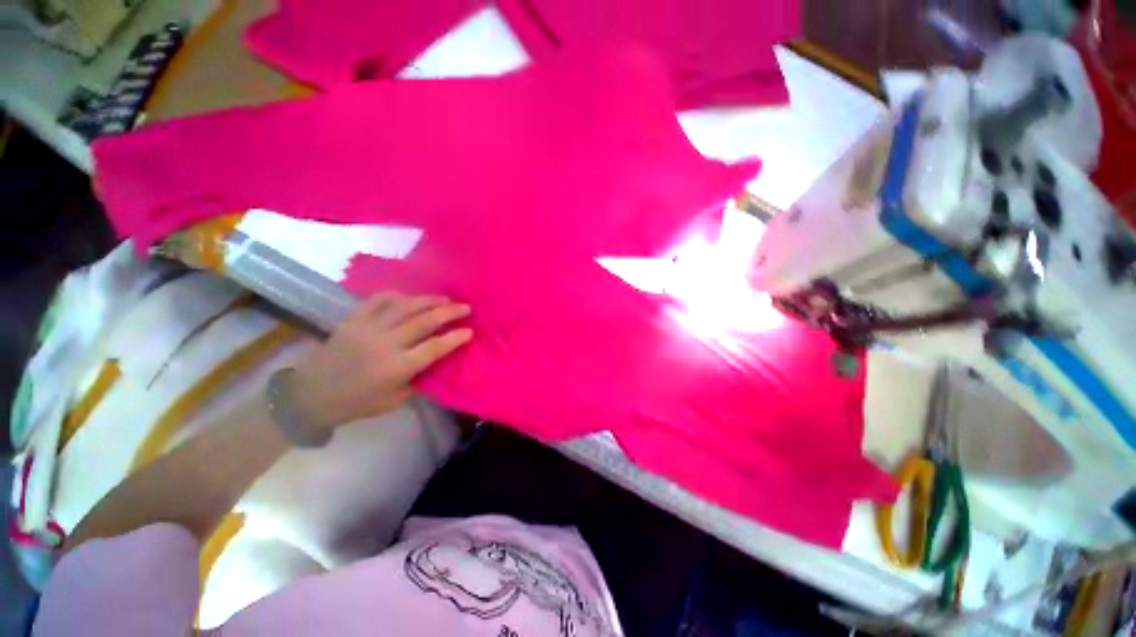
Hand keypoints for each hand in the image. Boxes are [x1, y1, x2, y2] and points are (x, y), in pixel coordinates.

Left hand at [290, 293, 471, 427]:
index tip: (470, 331)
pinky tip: (410, 297)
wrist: (312, 394)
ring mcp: (368, 328)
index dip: (455, 338)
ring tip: (445, 298)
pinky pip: (378, 300)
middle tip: (465, 307)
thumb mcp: (395, 399)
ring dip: (428, 300)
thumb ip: (418, 379)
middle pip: (423, 321)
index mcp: (397, 367)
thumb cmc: (358, 402)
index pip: (434, 348)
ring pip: (404, 306)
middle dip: (449, 312)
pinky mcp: (353, 319)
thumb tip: (437, 362)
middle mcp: (385, 344)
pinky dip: (397, 295)